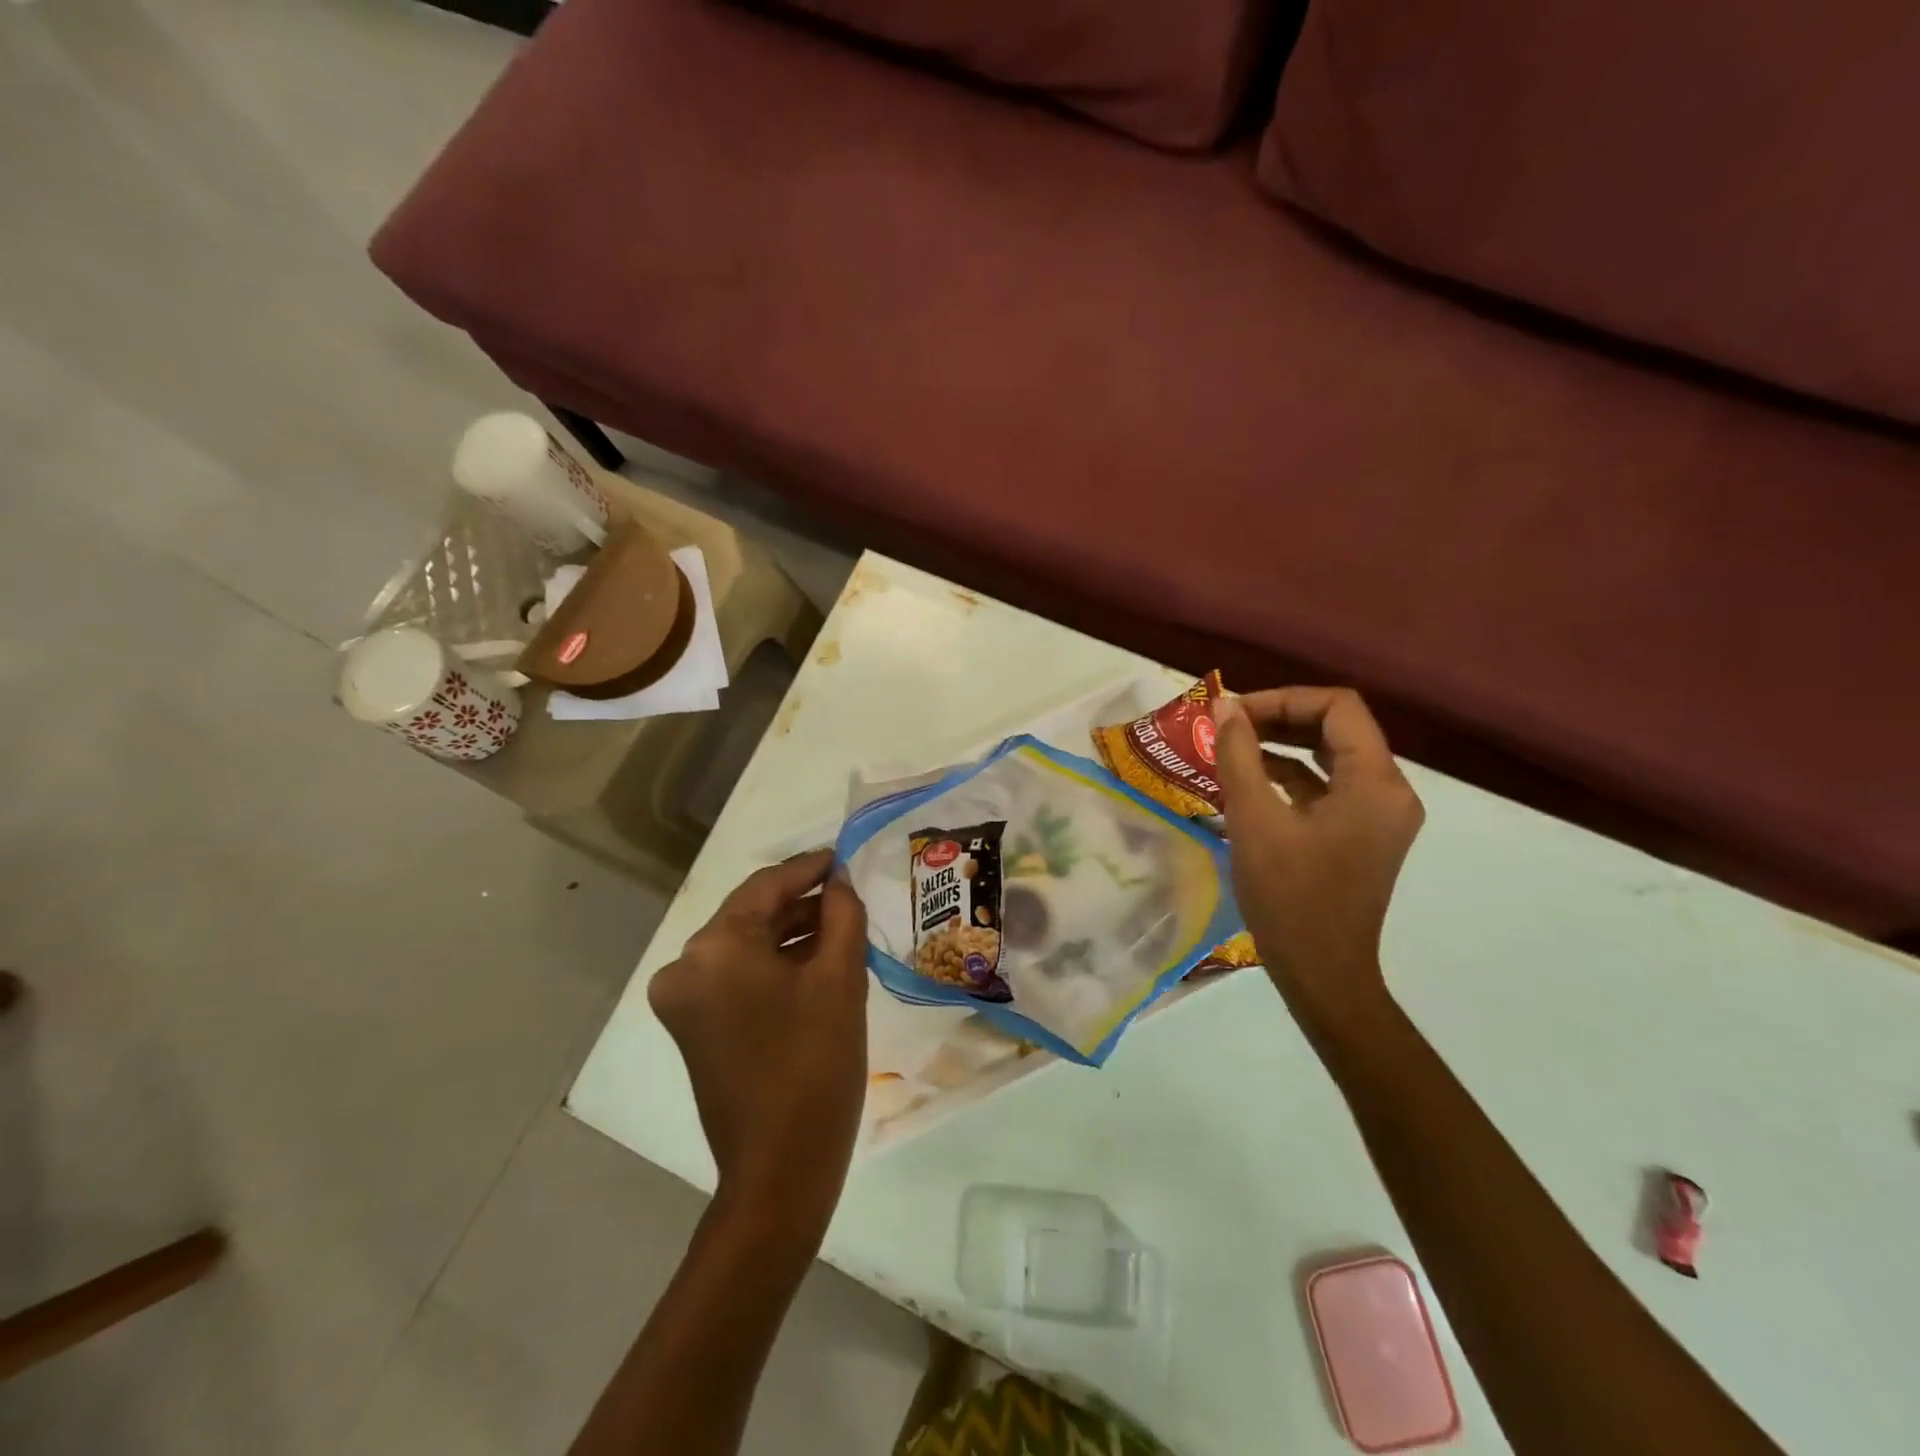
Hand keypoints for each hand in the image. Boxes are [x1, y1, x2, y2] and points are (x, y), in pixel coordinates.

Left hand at [648, 849, 868, 1235]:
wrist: (780, 1170)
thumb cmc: (816, 1065)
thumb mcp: (840, 978)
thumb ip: (842, 914)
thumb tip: (838, 881)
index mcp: (715, 947)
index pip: (766, 885)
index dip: (809, 867)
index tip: (844, 856)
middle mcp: (685, 965)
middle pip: (751, 914)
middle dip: (801, 902)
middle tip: (848, 893)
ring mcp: (683, 999)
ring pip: (744, 945)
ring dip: (789, 934)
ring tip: (840, 926)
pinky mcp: (691, 1026)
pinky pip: (736, 975)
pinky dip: (772, 964)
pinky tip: (814, 961)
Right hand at [1210, 687, 1423, 1028]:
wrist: (1322, 973)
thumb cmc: (1289, 896)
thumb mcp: (1254, 820)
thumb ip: (1238, 756)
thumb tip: (1225, 706)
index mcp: (1375, 783)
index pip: (1338, 708)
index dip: (1282, 699)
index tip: (1234, 713)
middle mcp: (1389, 791)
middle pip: (1337, 728)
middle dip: (1280, 718)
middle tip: (1228, 725)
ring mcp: (1378, 815)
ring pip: (1331, 757)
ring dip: (1283, 745)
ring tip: (1231, 746)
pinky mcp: (1362, 835)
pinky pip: (1328, 787)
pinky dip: (1291, 776)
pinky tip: (1249, 780)